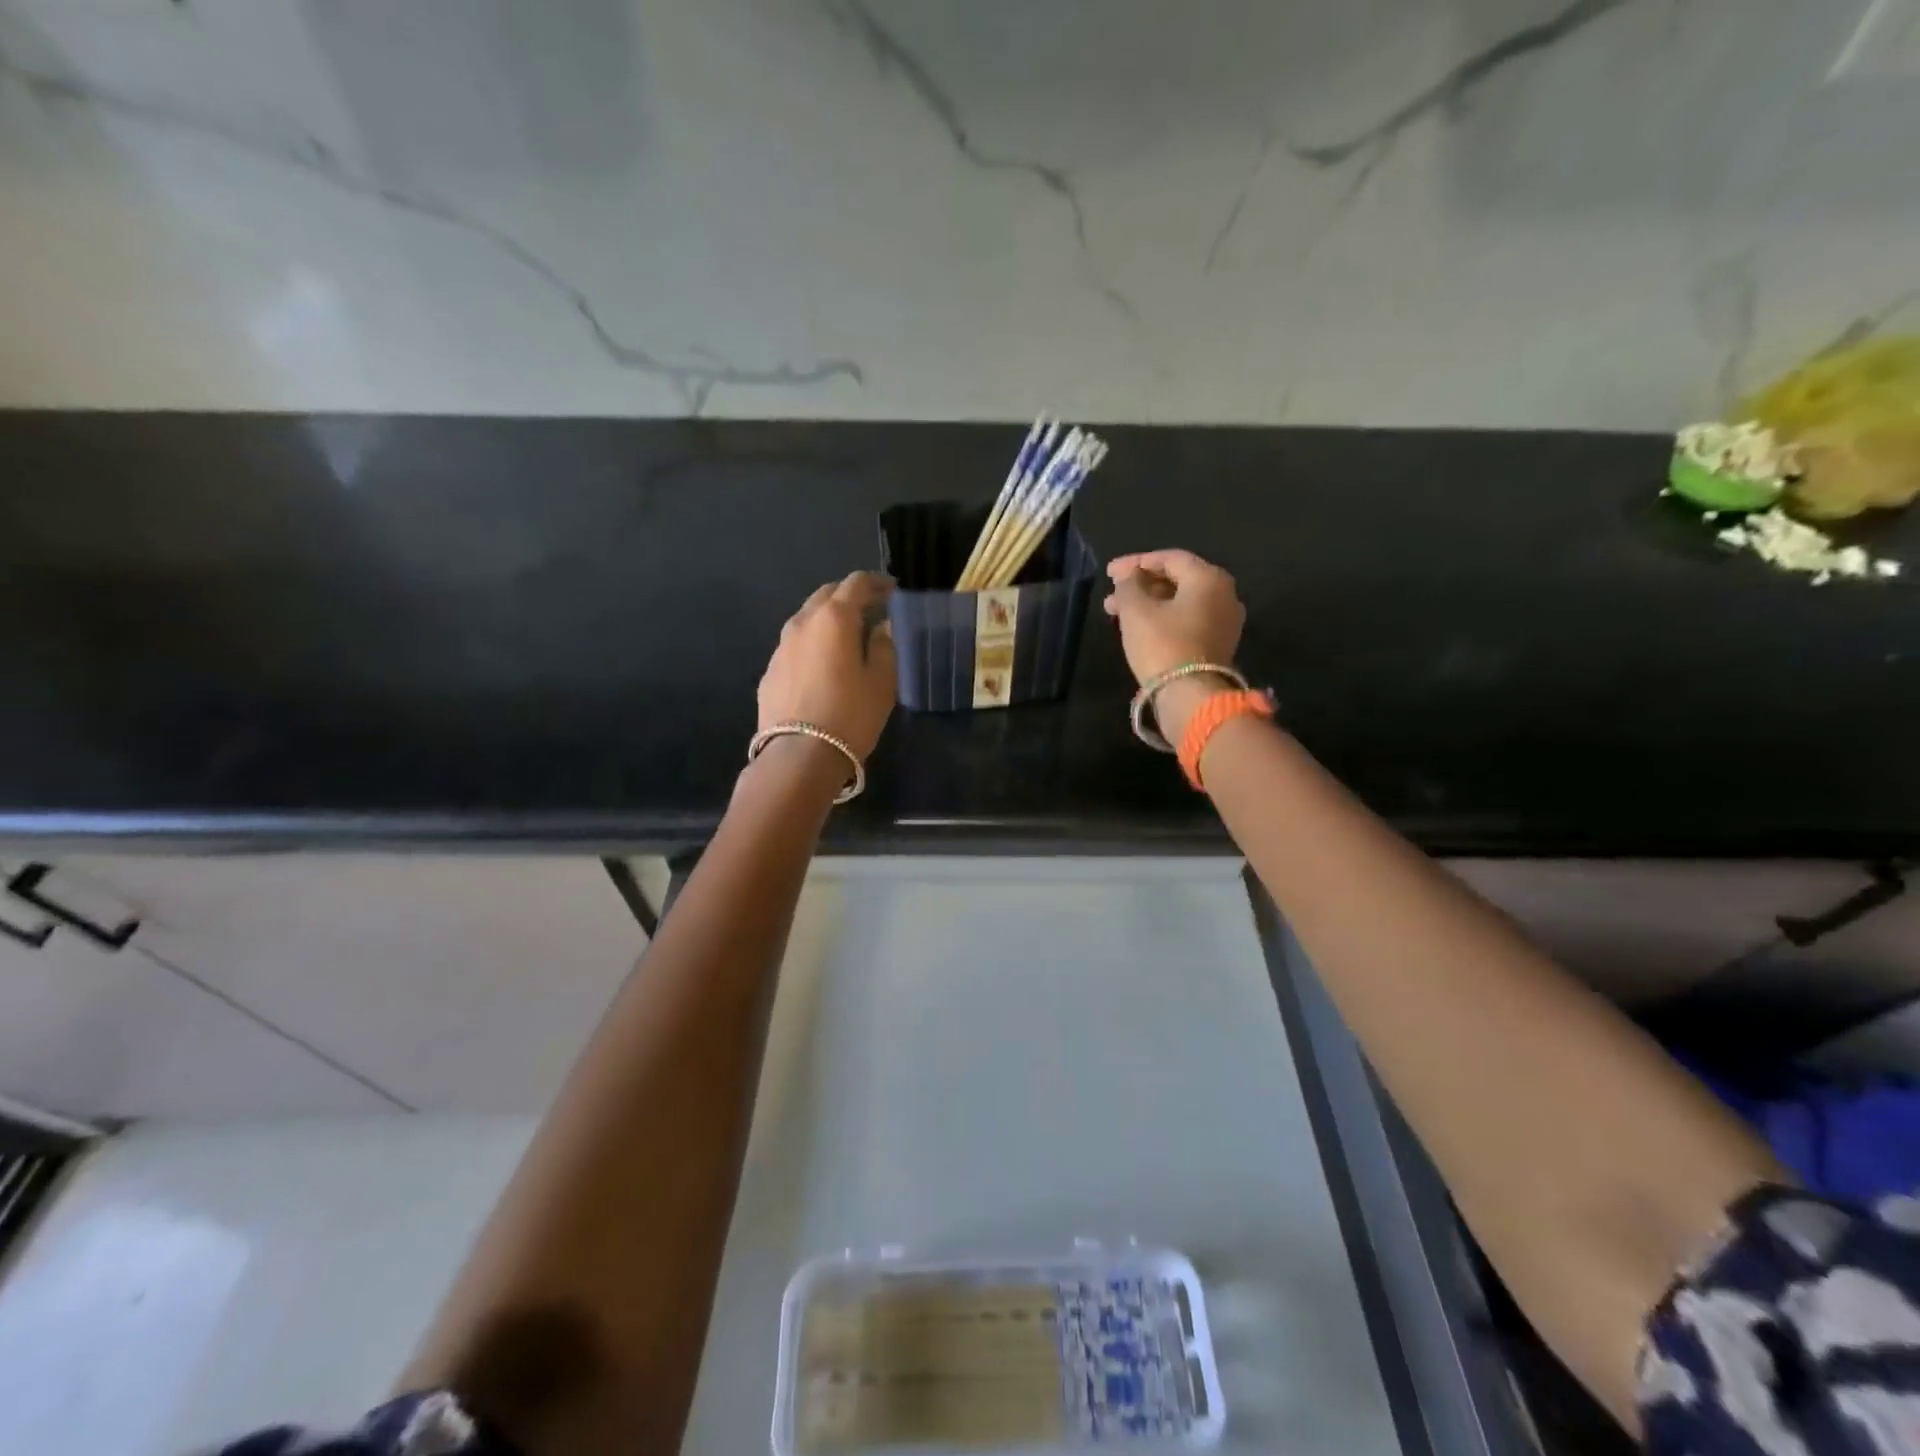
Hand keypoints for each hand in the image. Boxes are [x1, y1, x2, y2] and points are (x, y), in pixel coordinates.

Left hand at [758, 571, 897, 759]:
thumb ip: (884, 646)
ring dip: (827, 619)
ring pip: (806, 619)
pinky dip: (812, 644)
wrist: (799, 755)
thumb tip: (881, 626)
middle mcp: (802, 623)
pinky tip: (822, 665)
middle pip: (826, 594)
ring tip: (846, 637)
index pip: (856, 583)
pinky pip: (795, 646)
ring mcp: (780, 647)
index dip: (876, 582)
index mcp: (834, 618)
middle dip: (849, 595)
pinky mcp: (770, 672)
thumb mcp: (882, 682)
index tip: (892, 590)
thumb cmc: (850, 715)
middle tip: (870, 609)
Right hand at [1103, 550, 1245, 686]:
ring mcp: (1225, 621)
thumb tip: (1129, 575)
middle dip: (1141, 585)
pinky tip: (1139, 627)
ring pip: (1180, 602)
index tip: (1109, 573)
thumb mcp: (1136, 610)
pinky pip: (1187, 621)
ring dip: (1148, 603)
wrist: (1191, 696)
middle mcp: (1224, 594)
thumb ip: (1129, 585)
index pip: (1170, 558)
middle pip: (1177, 580)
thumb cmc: (1162, 645)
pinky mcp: (1218, 644)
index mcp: (1209, 578)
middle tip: (1112, 593)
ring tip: (1117, 612)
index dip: (1136, 562)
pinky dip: (1163, 618)